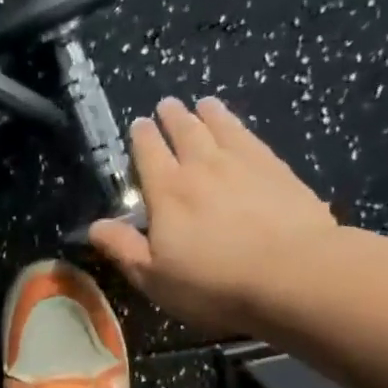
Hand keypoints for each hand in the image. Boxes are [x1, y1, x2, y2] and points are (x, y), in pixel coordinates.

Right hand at [89, 97, 340, 335]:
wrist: (293, 273)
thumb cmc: (214, 283)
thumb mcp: (155, 277)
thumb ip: (124, 248)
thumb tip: (95, 227)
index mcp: (167, 192)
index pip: (149, 154)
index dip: (143, 138)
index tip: (140, 124)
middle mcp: (202, 167)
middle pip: (185, 132)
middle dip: (173, 117)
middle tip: (168, 105)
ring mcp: (243, 164)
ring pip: (220, 128)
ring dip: (208, 114)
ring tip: (204, 104)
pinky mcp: (278, 170)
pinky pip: (252, 138)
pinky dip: (241, 126)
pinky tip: (241, 127)